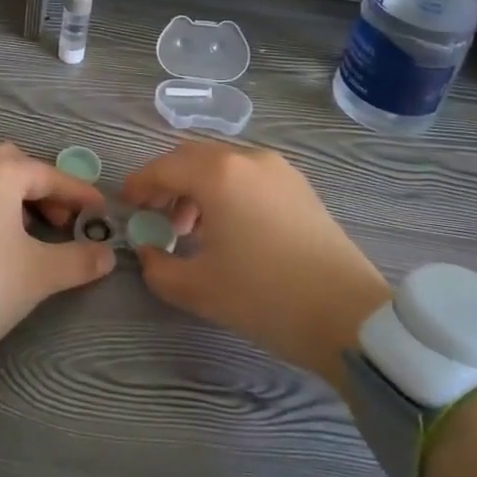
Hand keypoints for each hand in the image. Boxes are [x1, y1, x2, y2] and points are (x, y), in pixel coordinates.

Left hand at [0, 143, 116, 358]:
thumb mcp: (41, 273)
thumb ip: (80, 259)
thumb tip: (107, 254)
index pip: (49, 176)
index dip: (78, 193)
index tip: (100, 210)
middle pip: (15, 165)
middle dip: (43, 188)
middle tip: (62, 220)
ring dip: (13, 193)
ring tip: (29, 228)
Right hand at [122, 141, 389, 373]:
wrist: (351, 318)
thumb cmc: (266, 297)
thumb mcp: (199, 289)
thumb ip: (158, 268)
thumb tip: (147, 252)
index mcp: (218, 173)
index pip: (164, 168)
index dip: (139, 184)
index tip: (126, 204)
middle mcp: (247, 158)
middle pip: (192, 158)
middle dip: (168, 182)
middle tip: (155, 214)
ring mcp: (278, 169)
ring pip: (223, 165)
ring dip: (198, 187)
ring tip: (191, 228)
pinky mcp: (300, 187)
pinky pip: (248, 176)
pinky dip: (227, 190)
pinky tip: (228, 227)